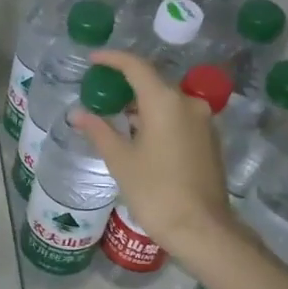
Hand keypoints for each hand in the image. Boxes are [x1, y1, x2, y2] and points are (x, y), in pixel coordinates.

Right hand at [72, 50, 238, 260]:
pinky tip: (141, 135)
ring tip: (116, 116)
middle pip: (153, 83)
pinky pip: (179, 118)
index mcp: (165, 102)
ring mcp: (203, 122)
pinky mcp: (209, 140)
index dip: (112, 59)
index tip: (93, 60)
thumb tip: (78, 114)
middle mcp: (188, 104)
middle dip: (126, 85)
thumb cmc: (155, 191)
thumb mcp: (121, 160)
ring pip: (167, 102)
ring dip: (143, 104)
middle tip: (100, 93)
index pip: (136, 67)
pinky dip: (158, 119)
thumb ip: (99, 131)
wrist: (202, 229)